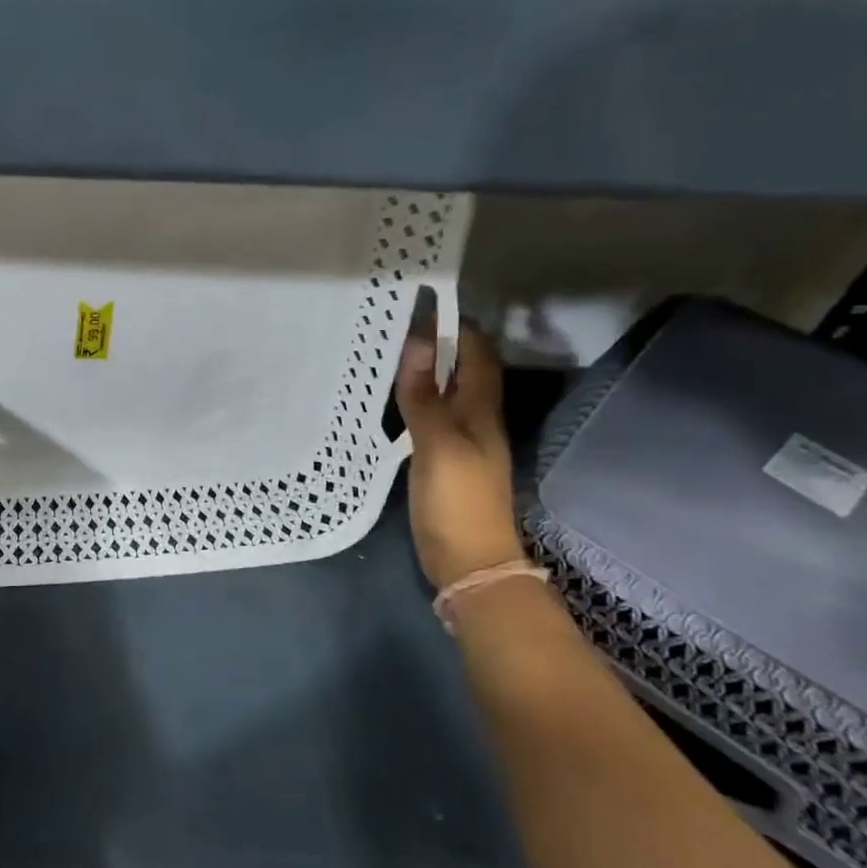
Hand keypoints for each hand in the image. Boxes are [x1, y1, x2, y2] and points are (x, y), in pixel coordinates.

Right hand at [395, 326, 528, 590]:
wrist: (468, 563)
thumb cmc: (457, 501)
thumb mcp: (438, 445)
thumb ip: (426, 396)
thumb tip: (419, 342)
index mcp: (482, 411)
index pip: (477, 355)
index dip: (457, 327)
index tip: (420, 304)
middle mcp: (475, 420)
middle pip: (462, 371)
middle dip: (437, 344)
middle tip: (393, 324)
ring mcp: (459, 442)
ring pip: (445, 393)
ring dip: (423, 372)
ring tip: (384, 353)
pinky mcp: (442, 462)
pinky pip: (429, 418)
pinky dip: (413, 401)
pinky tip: (388, 400)